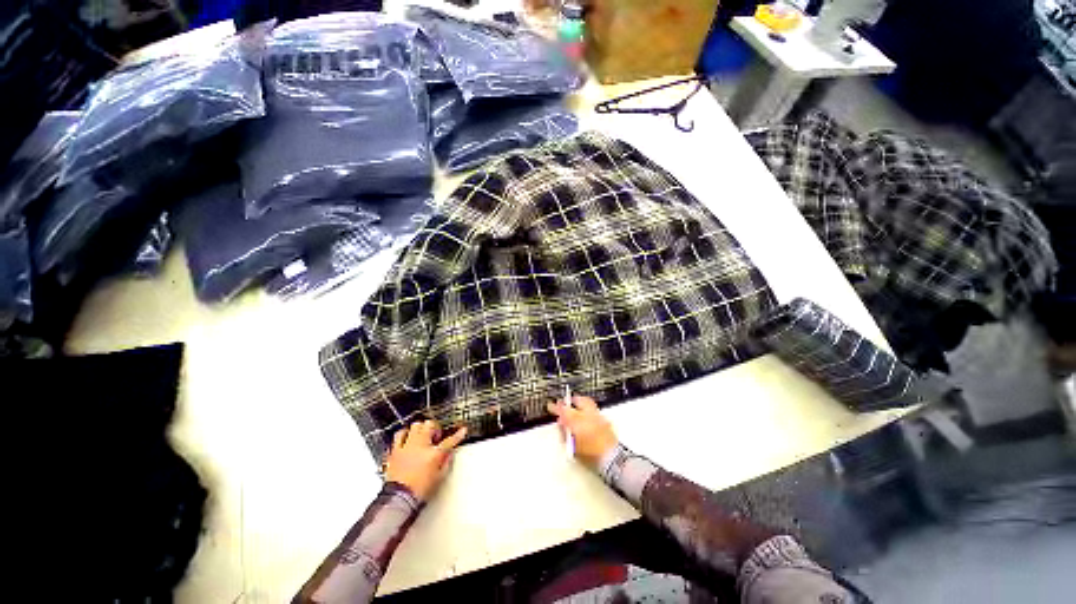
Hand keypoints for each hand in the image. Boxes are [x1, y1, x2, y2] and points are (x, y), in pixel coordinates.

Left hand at [385, 420, 466, 501]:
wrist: (398, 500)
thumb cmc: (417, 491)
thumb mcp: (439, 478)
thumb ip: (446, 463)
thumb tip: (449, 455)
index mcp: (434, 454)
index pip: (450, 441)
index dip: (458, 435)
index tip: (462, 431)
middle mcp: (421, 446)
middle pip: (430, 425)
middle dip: (435, 428)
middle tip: (436, 436)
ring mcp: (407, 447)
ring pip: (415, 425)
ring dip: (420, 429)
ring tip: (422, 435)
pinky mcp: (395, 451)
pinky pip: (399, 435)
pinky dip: (404, 434)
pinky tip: (406, 438)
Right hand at [547, 395, 618, 468]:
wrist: (612, 459)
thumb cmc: (590, 455)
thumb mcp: (573, 447)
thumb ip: (566, 434)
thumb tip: (562, 425)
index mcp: (578, 421)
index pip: (564, 410)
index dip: (556, 407)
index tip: (550, 406)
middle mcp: (588, 415)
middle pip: (578, 401)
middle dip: (570, 401)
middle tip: (564, 403)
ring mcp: (598, 416)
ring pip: (587, 403)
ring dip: (580, 403)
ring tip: (575, 408)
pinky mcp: (605, 420)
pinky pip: (594, 410)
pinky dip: (588, 410)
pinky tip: (585, 417)